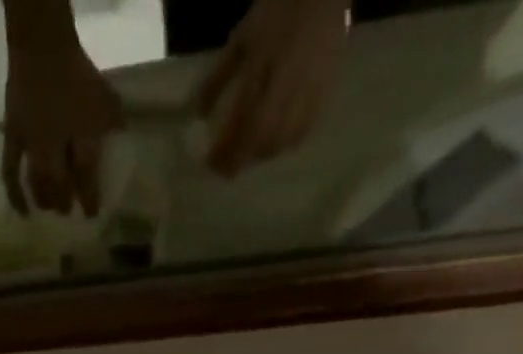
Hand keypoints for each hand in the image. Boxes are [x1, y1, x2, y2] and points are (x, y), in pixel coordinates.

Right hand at [2, 27, 122, 214]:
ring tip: (49, 208)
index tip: (92, 214)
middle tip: (67, 211)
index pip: (86, 177)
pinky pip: (10, 173)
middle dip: (64, 202)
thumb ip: (113, 117)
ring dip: (45, 200)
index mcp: (80, 137)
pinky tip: (22, 213)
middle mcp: (55, 148)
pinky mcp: (13, 139)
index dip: (89, 199)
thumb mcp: (105, 94)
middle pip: (59, 186)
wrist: (42, 45)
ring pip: (38, 184)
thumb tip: (121, 134)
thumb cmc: (77, 70)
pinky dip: (15, 196)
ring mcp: (32, 145)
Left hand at [196, 0, 348, 176]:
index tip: (210, 164)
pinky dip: (285, 144)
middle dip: (241, 158)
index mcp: (261, 63)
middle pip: (261, 134)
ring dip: (262, 155)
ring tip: (248, 157)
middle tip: (227, 170)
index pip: (239, 117)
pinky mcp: (324, 90)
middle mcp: (285, 79)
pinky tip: (274, 146)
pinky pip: (304, 130)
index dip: (225, 146)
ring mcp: (308, 86)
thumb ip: (219, 77)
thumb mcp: (241, 39)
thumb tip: (198, 114)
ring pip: (283, 137)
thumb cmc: (276, 13)